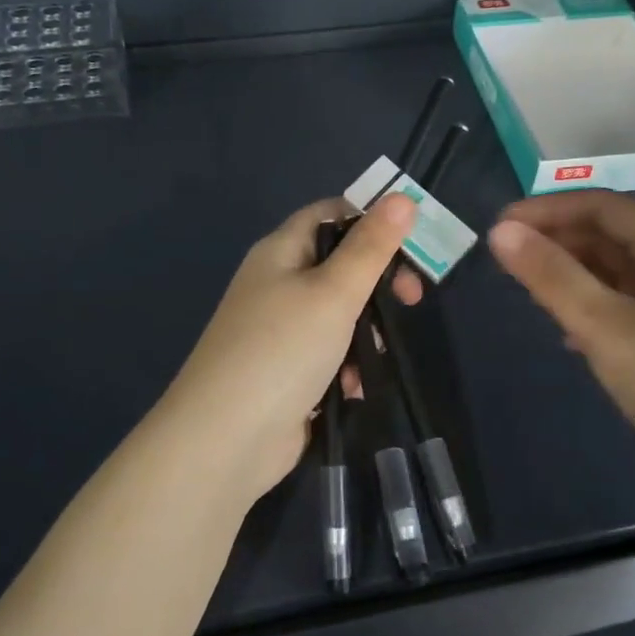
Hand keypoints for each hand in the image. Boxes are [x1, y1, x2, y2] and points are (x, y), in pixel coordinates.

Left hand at [156, 194, 421, 501]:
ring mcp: (279, 329)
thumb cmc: (281, 350)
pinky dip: (346, 366)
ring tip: (373, 355)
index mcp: (280, 251)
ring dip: (365, 332)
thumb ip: (372, 246)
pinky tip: (354, 388)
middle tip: (409, 301)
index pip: (330, 214)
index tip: (409, 246)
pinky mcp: (286, 370)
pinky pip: (328, 354)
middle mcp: (277, 283)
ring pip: (338, 313)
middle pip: (339, 265)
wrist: (225, 439)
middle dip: (376, 283)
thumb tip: (402, 196)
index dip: (370, 220)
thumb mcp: (334, 291)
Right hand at [487, 190, 634, 508]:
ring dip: (572, 275)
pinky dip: (591, 308)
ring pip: (616, 274)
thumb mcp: (605, 326)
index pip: (603, 206)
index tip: (500, 227)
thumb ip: (551, 275)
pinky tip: (567, 333)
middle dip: (558, 241)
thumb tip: (500, 231)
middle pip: (611, 236)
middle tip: (505, 261)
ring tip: (528, 291)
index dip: (549, 209)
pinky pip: (625, 308)